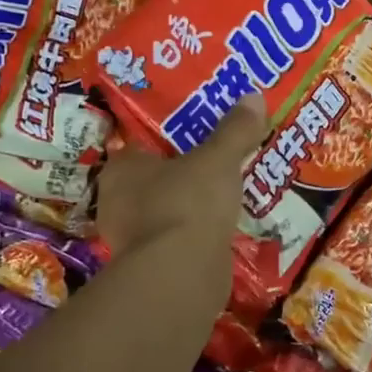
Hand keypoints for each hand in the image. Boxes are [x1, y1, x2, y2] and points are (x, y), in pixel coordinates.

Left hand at [96, 93, 265, 258]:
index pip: (140, 146)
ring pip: (164, 212)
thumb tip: (254, 97)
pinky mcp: (152, 268)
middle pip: (153, 180)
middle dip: (181, 175)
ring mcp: (132, 239)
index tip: (196, 137)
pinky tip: (221, 229)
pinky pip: (176, 241)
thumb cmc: (189, 202)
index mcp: (121, 169)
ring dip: (189, 208)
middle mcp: (117, 203)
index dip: (168, 140)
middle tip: (215, 164)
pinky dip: (194, 236)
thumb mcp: (218, 158)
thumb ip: (235, 130)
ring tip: (224, 196)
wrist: (182, 274)